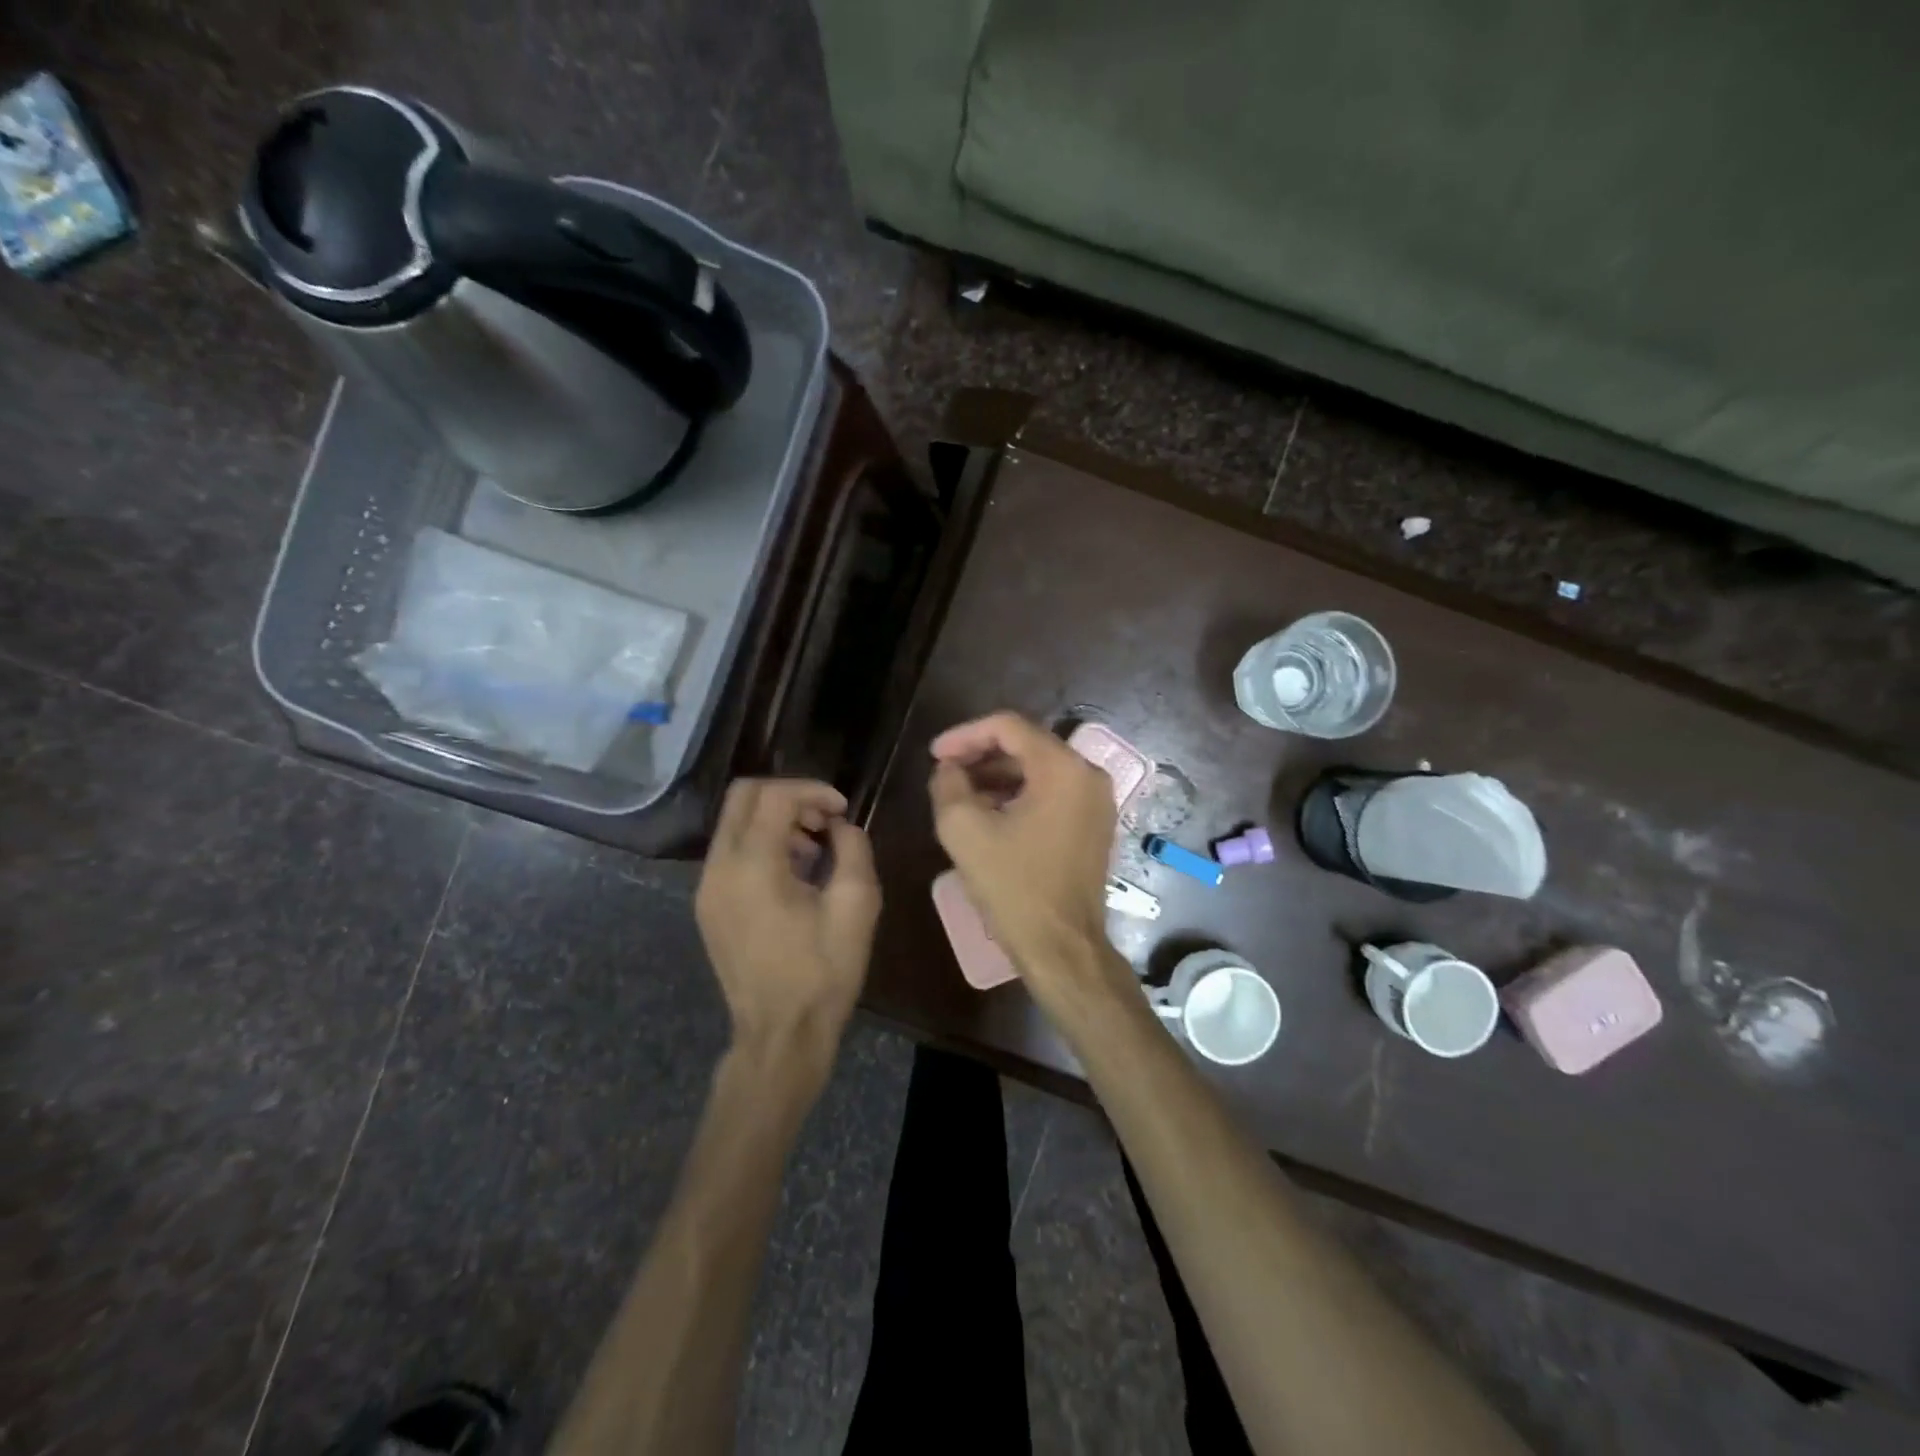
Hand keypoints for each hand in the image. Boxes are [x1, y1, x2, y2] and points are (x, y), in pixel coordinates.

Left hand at [696, 779, 880, 1071]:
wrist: (780, 1034)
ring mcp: (707, 888)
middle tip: (825, 821)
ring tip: (815, 851)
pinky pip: (731, 852)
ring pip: (735, 823)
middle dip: (789, 797)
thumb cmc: (823, 972)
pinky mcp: (708, 906)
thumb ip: (853, 849)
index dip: (814, 790)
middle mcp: (719, 868)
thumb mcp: (856, 906)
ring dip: (776, 821)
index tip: (843, 810)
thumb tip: (840, 828)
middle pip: (744, 796)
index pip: (775, 796)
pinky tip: (794, 875)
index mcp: (753, 866)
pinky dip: (762, 845)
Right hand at [928, 713, 1130, 1002]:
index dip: (965, 734)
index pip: (1008, 727)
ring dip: (997, 776)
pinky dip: (1019, 794)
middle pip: (1026, 745)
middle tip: (944, 772)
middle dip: (980, 754)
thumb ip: (948, 785)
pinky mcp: (1094, 824)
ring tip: (959, 794)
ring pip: (1038, 769)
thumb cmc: (1015, 887)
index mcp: (1062, 768)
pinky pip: (1052, 793)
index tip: (934, 755)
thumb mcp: (965, 831)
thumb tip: (948, 769)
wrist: (1062, 947)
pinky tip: (988, 813)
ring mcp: (1096, 801)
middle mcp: (1087, 775)